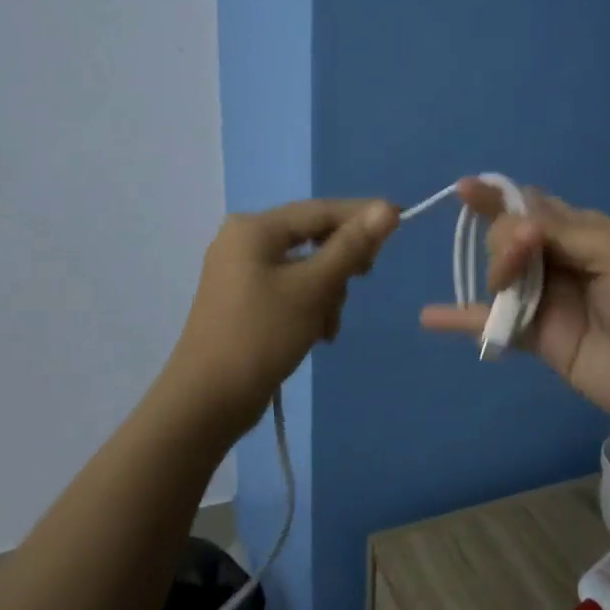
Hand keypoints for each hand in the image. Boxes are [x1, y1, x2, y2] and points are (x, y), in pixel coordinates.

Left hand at [170, 198, 398, 430]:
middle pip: (312, 237)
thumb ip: (351, 247)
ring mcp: (241, 273)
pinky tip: (318, 334)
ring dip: (327, 293)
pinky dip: (309, 306)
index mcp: (254, 229)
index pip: (320, 210)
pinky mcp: (244, 301)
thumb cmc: (261, 336)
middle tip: (364, 279)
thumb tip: (387, 208)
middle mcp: (244, 242)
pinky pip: (289, 289)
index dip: (363, 214)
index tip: (402, 220)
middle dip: (340, 264)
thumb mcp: (313, 288)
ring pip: (305, 268)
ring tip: (328, 326)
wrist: (207, 401)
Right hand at [419, 182, 609, 440]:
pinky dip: (460, 319)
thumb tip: (511, 219)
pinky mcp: (537, 340)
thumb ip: (562, 231)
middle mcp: (559, 261)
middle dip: (504, 240)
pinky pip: (492, 324)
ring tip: (504, 290)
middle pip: (508, 237)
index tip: (465, 190)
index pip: (532, 205)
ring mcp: (545, 301)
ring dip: (491, 273)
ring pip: (499, 276)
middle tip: (520, 258)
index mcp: (584, 232)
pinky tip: (430, 316)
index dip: (499, 197)